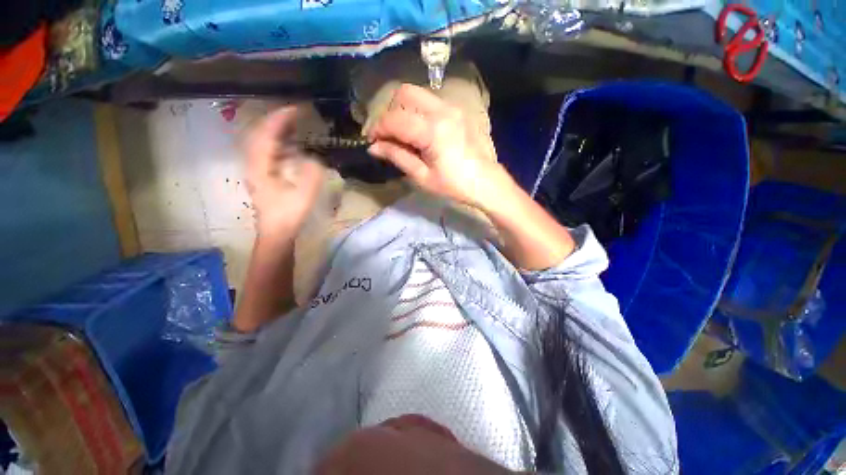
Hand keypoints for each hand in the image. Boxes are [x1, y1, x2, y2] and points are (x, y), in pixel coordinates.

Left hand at [244, 106, 324, 240]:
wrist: (277, 233)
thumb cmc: (289, 215)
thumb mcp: (304, 195)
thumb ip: (311, 174)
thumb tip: (314, 158)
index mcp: (260, 167)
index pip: (266, 135)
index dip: (280, 119)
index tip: (296, 109)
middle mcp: (254, 164)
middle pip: (260, 134)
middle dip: (276, 121)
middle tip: (296, 114)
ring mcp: (257, 170)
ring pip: (262, 142)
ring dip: (277, 131)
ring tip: (294, 124)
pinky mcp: (263, 176)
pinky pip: (267, 152)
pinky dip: (278, 143)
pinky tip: (291, 145)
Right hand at [366, 84, 510, 208]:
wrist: (486, 182)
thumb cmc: (454, 185)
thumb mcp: (422, 176)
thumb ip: (397, 156)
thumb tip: (374, 147)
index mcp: (432, 130)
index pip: (395, 119)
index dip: (378, 129)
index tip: (372, 141)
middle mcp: (442, 110)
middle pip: (405, 94)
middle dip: (390, 112)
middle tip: (388, 135)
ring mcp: (452, 107)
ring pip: (418, 95)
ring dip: (403, 110)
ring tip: (401, 134)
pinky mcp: (458, 111)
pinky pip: (430, 102)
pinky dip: (417, 111)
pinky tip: (418, 132)